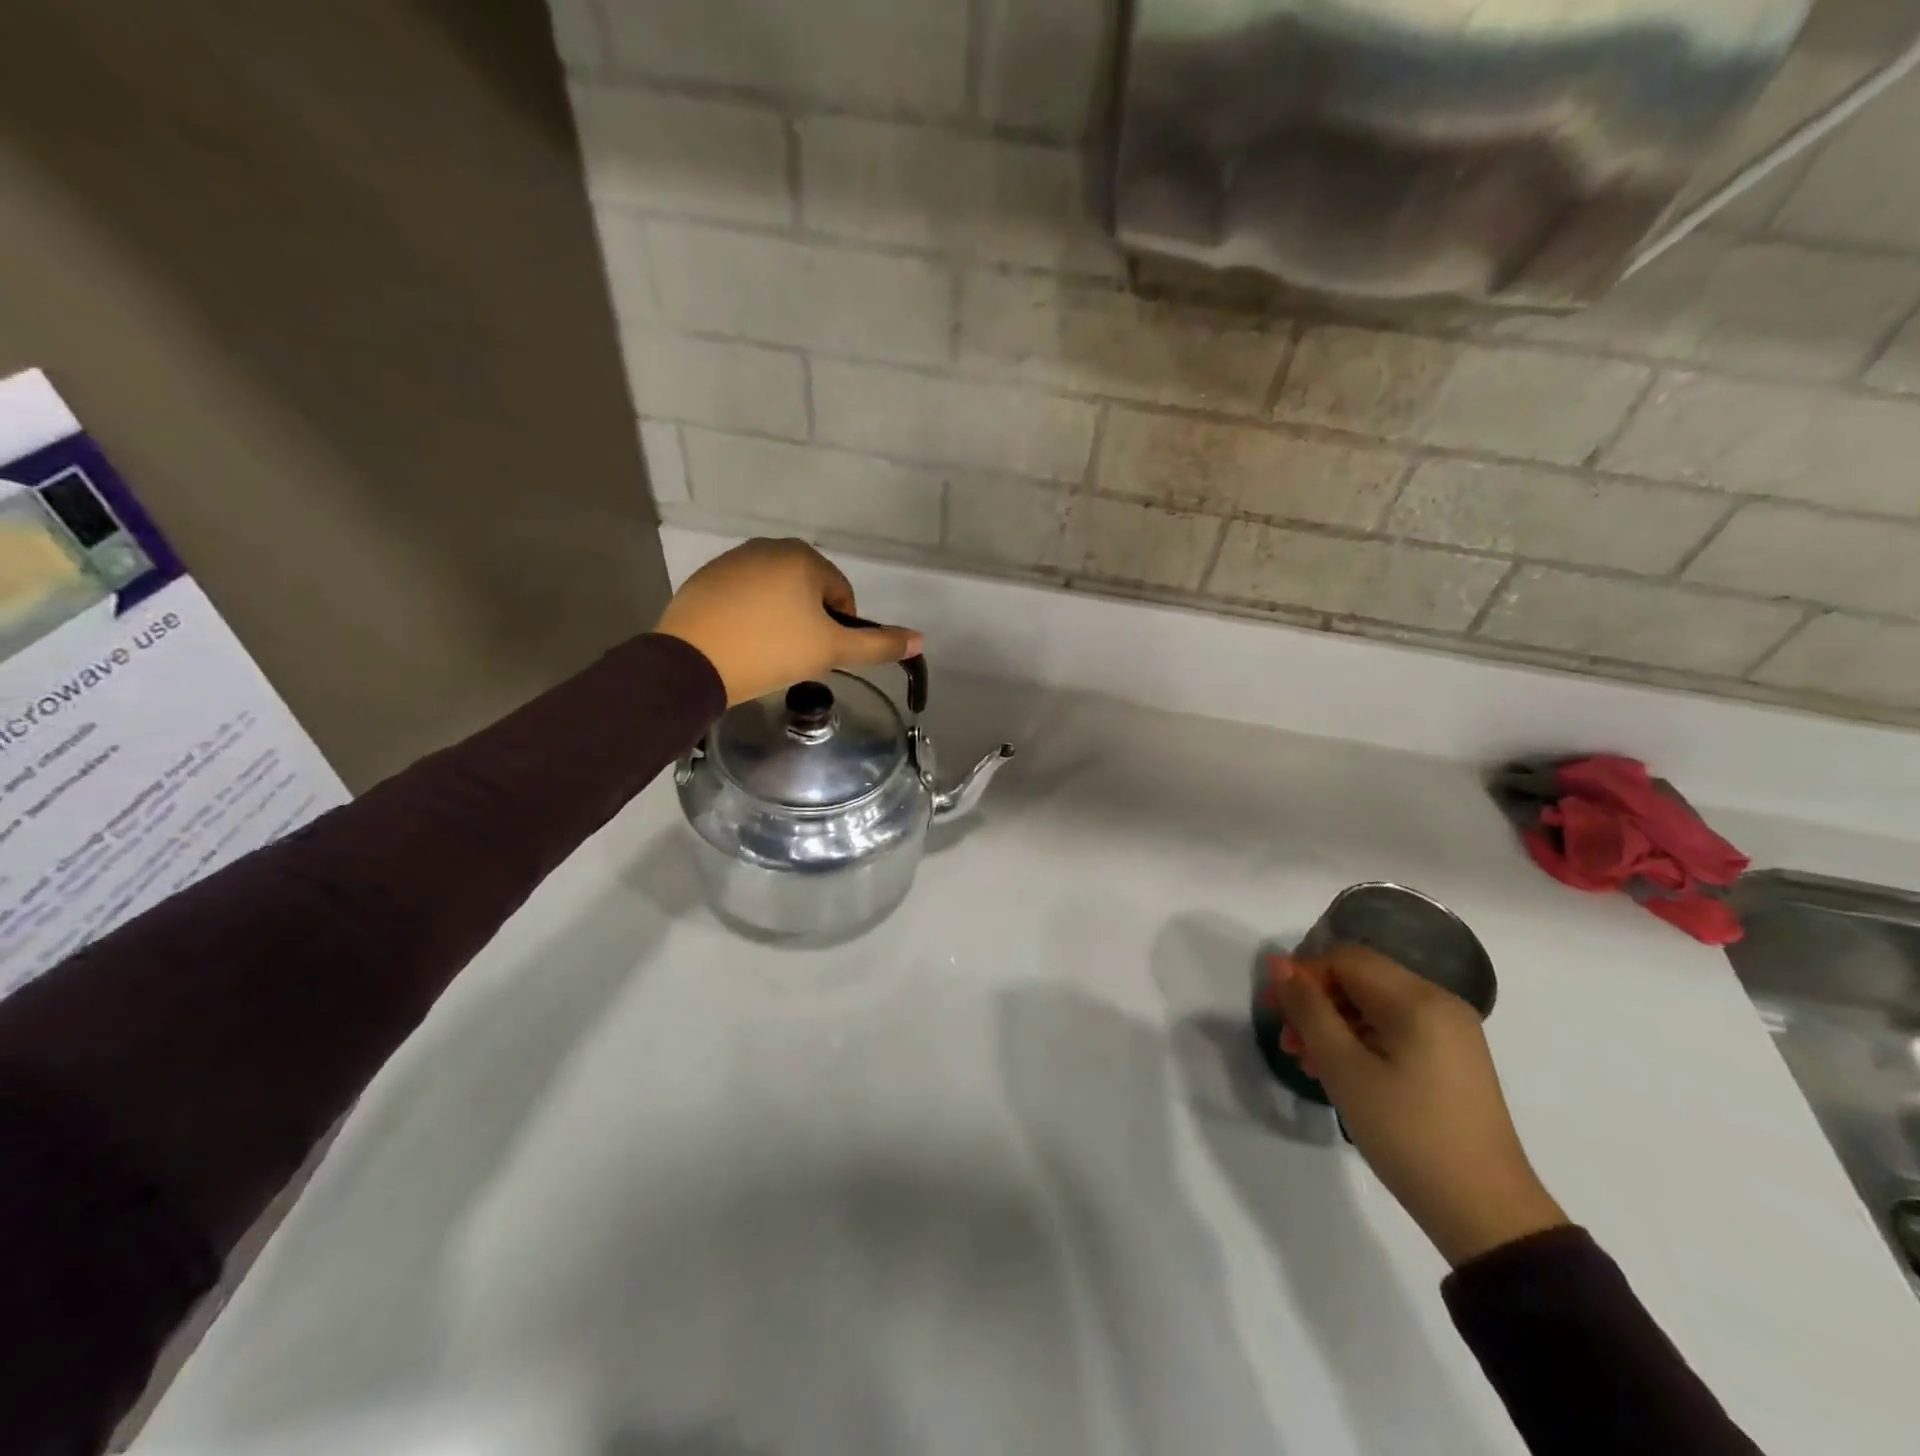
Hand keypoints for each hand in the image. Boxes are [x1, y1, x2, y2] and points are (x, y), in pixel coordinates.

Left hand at [654, 539, 923, 705]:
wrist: (693, 663)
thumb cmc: (771, 651)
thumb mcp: (831, 651)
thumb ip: (878, 645)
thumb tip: (921, 640)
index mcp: (803, 557)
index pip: (841, 594)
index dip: (839, 628)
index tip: (821, 654)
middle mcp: (768, 547)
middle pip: (808, 590)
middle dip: (808, 621)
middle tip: (795, 655)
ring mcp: (732, 561)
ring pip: (775, 593)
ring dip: (780, 618)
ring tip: (767, 652)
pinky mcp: (705, 579)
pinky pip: (743, 597)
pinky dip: (749, 617)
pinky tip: (741, 643)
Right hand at [1266, 945, 1567, 1266]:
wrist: (1486, 1214)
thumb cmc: (1408, 1133)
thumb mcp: (1344, 1068)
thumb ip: (1308, 1009)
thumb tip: (1277, 963)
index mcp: (1419, 999)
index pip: (1345, 958)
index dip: (1303, 975)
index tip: (1274, 1011)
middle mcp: (1439, 1003)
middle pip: (1359, 978)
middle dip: (1316, 1002)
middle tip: (1288, 1042)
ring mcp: (1450, 1033)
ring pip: (1373, 1005)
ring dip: (1334, 1024)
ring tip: (1307, 1062)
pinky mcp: (1451, 1060)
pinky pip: (1394, 1029)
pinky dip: (1360, 1041)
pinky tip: (1340, 1072)